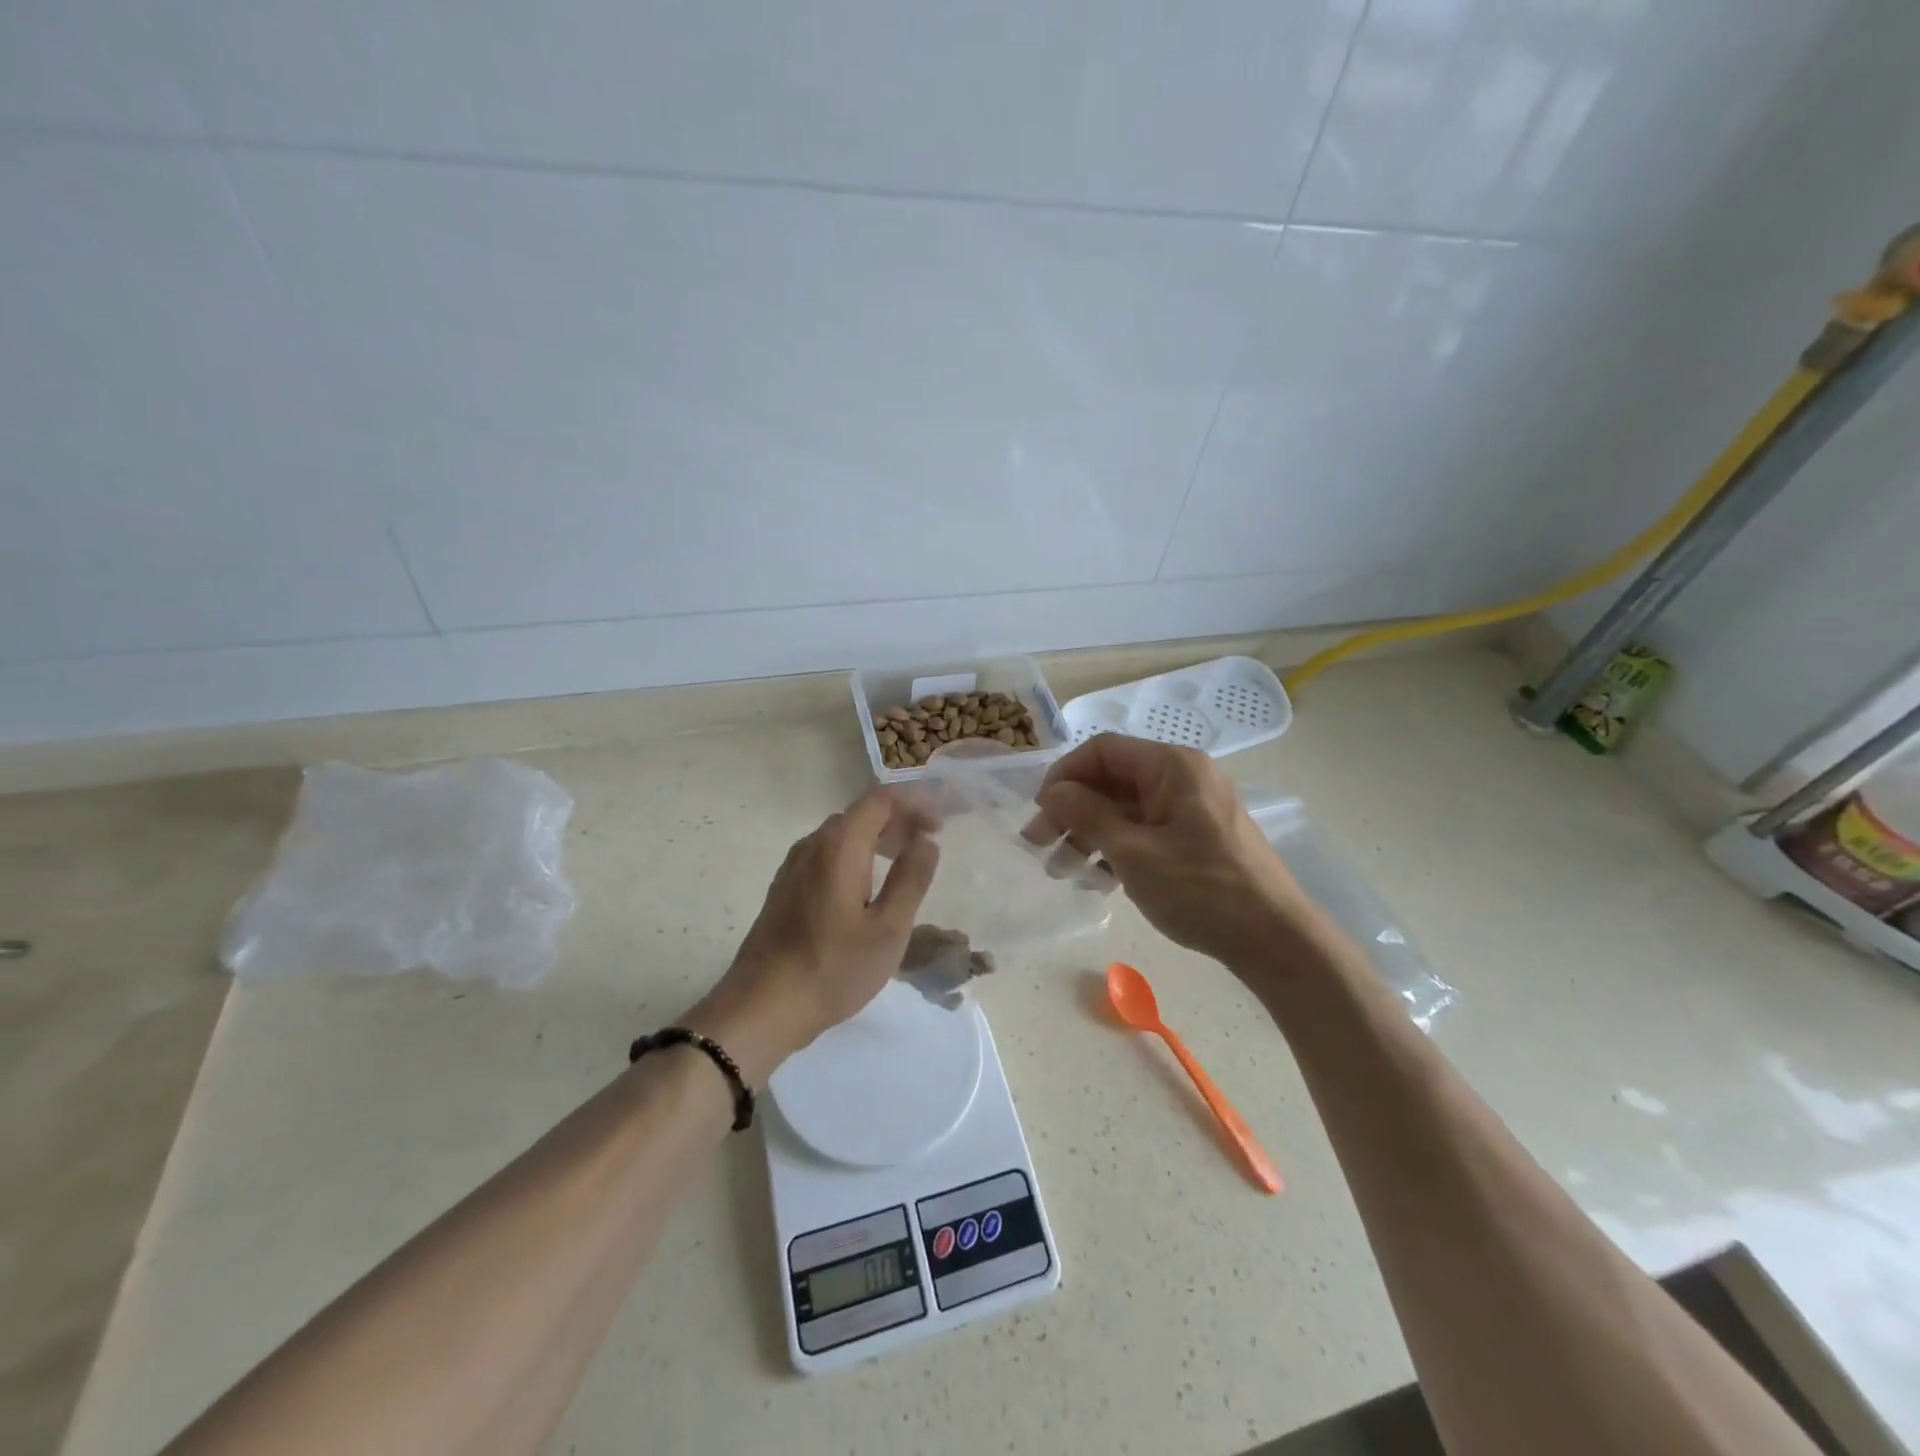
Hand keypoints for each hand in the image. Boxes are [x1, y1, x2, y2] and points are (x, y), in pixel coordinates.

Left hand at [685, 788, 938, 1083]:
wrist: (762, 1007)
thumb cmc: (833, 969)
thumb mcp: (888, 929)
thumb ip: (911, 878)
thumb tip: (927, 840)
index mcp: (839, 846)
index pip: (881, 800)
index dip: (916, 802)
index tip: (944, 821)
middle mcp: (813, 844)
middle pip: (862, 813)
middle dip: (900, 819)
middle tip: (931, 841)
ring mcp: (794, 865)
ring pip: (844, 834)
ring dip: (878, 837)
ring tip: (907, 859)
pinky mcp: (786, 887)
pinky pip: (828, 854)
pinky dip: (857, 854)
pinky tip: (869, 884)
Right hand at [1028, 736, 1316, 968]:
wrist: (1274, 939)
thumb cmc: (1200, 889)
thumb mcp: (1133, 852)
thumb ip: (1087, 815)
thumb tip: (1053, 792)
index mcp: (1172, 766)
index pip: (1103, 751)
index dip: (1064, 775)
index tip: (1039, 810)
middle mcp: (1184, 777)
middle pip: (1113, 779)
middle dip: (1071, 810)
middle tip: (1038, 844)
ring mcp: (1193, 808)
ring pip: (1126, 808)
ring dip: (1089, 833)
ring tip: (1062, 870)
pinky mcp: (1198, 837)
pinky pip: (1146, 829)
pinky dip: (1117, 847)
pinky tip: (1097, 879)